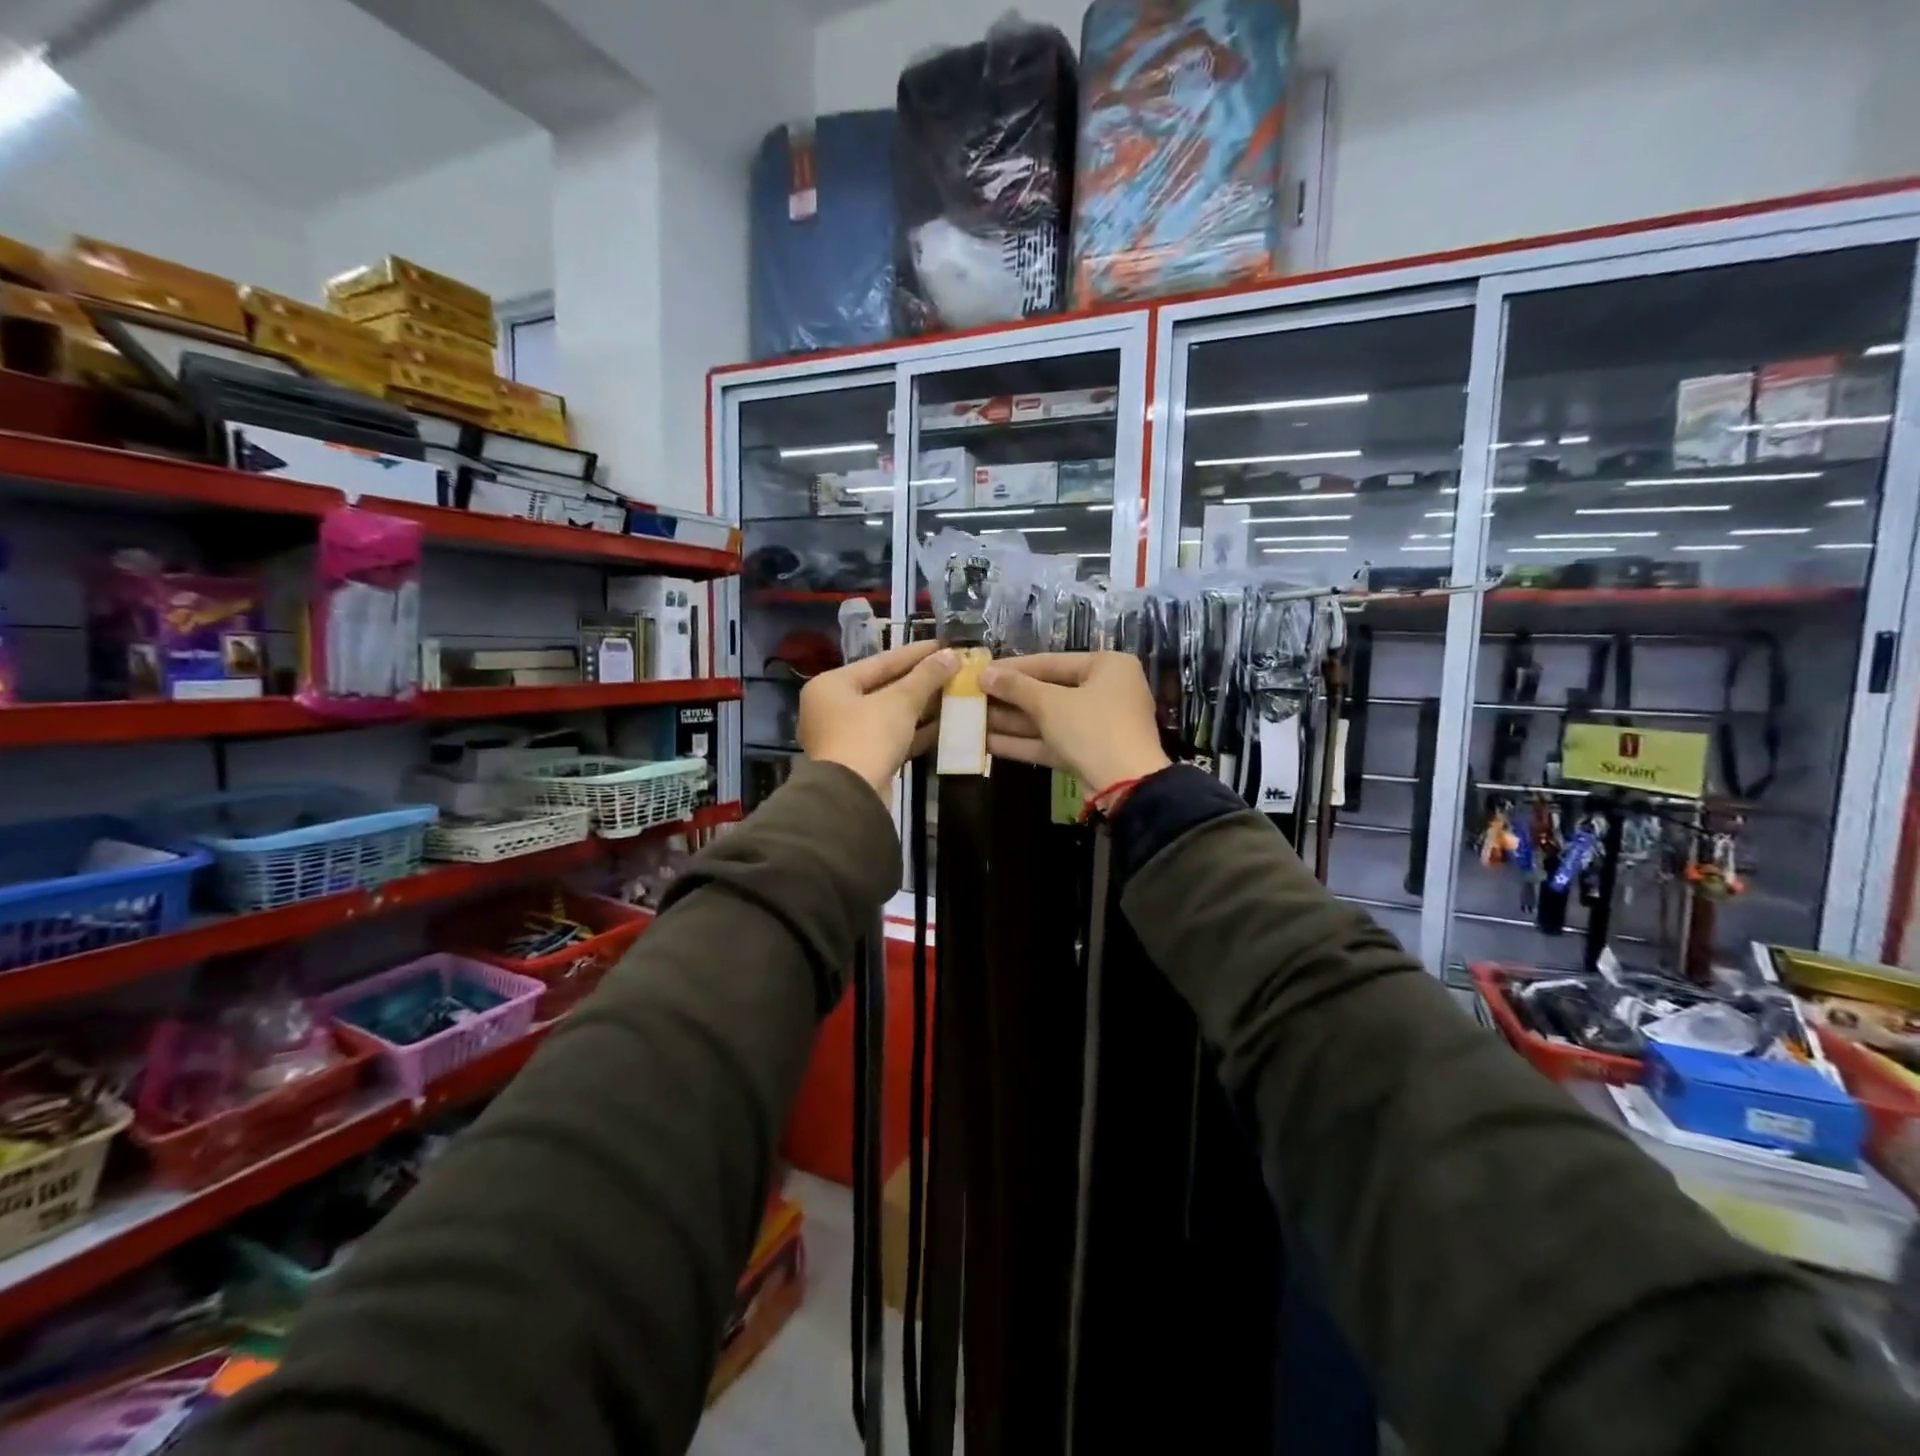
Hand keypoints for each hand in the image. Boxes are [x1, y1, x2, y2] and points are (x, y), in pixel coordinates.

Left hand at [799, 640, 958, 797]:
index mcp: (832, 685)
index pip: (880, 661)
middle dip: (921, 681)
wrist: (850, 797)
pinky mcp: (863, 761)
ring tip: (955, 694)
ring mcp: (846, 736)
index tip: (944, 645)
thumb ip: (926, 677)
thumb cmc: (867, 737)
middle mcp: (833, 708)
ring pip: (890, 715)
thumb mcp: (899, 702)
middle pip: (884, 688)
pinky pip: (893, 738)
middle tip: (953, 670)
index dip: (915, 653)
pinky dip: (916, 732)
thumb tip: (951, 655)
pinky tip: (946, 726)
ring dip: (922, 707)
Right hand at [979, 652, 1170, 794]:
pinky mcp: (1087, 753)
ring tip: (971, 719)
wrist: (1127, 785)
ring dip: (1010, 721)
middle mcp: (1105, 691)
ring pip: (1047, 719)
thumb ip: (1016, 687)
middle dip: (1008, 698)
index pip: (1050, 662)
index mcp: (1107, 666)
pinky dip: (1022, 742)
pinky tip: (986, 742)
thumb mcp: (1050, 704)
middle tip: (971, 696)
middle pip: (1048, 691)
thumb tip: (984, 673)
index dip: (1012, 668)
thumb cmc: (1092, 728)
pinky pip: (1051, 741)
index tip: (980, 670)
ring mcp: (1097, 725)